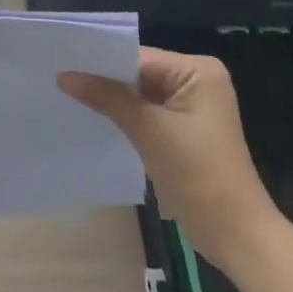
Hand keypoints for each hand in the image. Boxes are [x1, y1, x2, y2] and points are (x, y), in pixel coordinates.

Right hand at [59, 47, 282, 269]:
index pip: (138, 57)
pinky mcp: (183, 130)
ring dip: (110, 99)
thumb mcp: (148, 130)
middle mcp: (197, 80)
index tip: (61, 63)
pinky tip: (93, 118)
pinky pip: (145, 112)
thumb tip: (63, 75)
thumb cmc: (198, 173)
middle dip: (103, 80)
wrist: (235, 234)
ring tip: (66, 95)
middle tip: (57, 78)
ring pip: (138, 93)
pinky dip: (123, 116)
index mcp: (198, 70)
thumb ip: (106, 97)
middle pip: (137, 73)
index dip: (101, 62)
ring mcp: (191, 106)